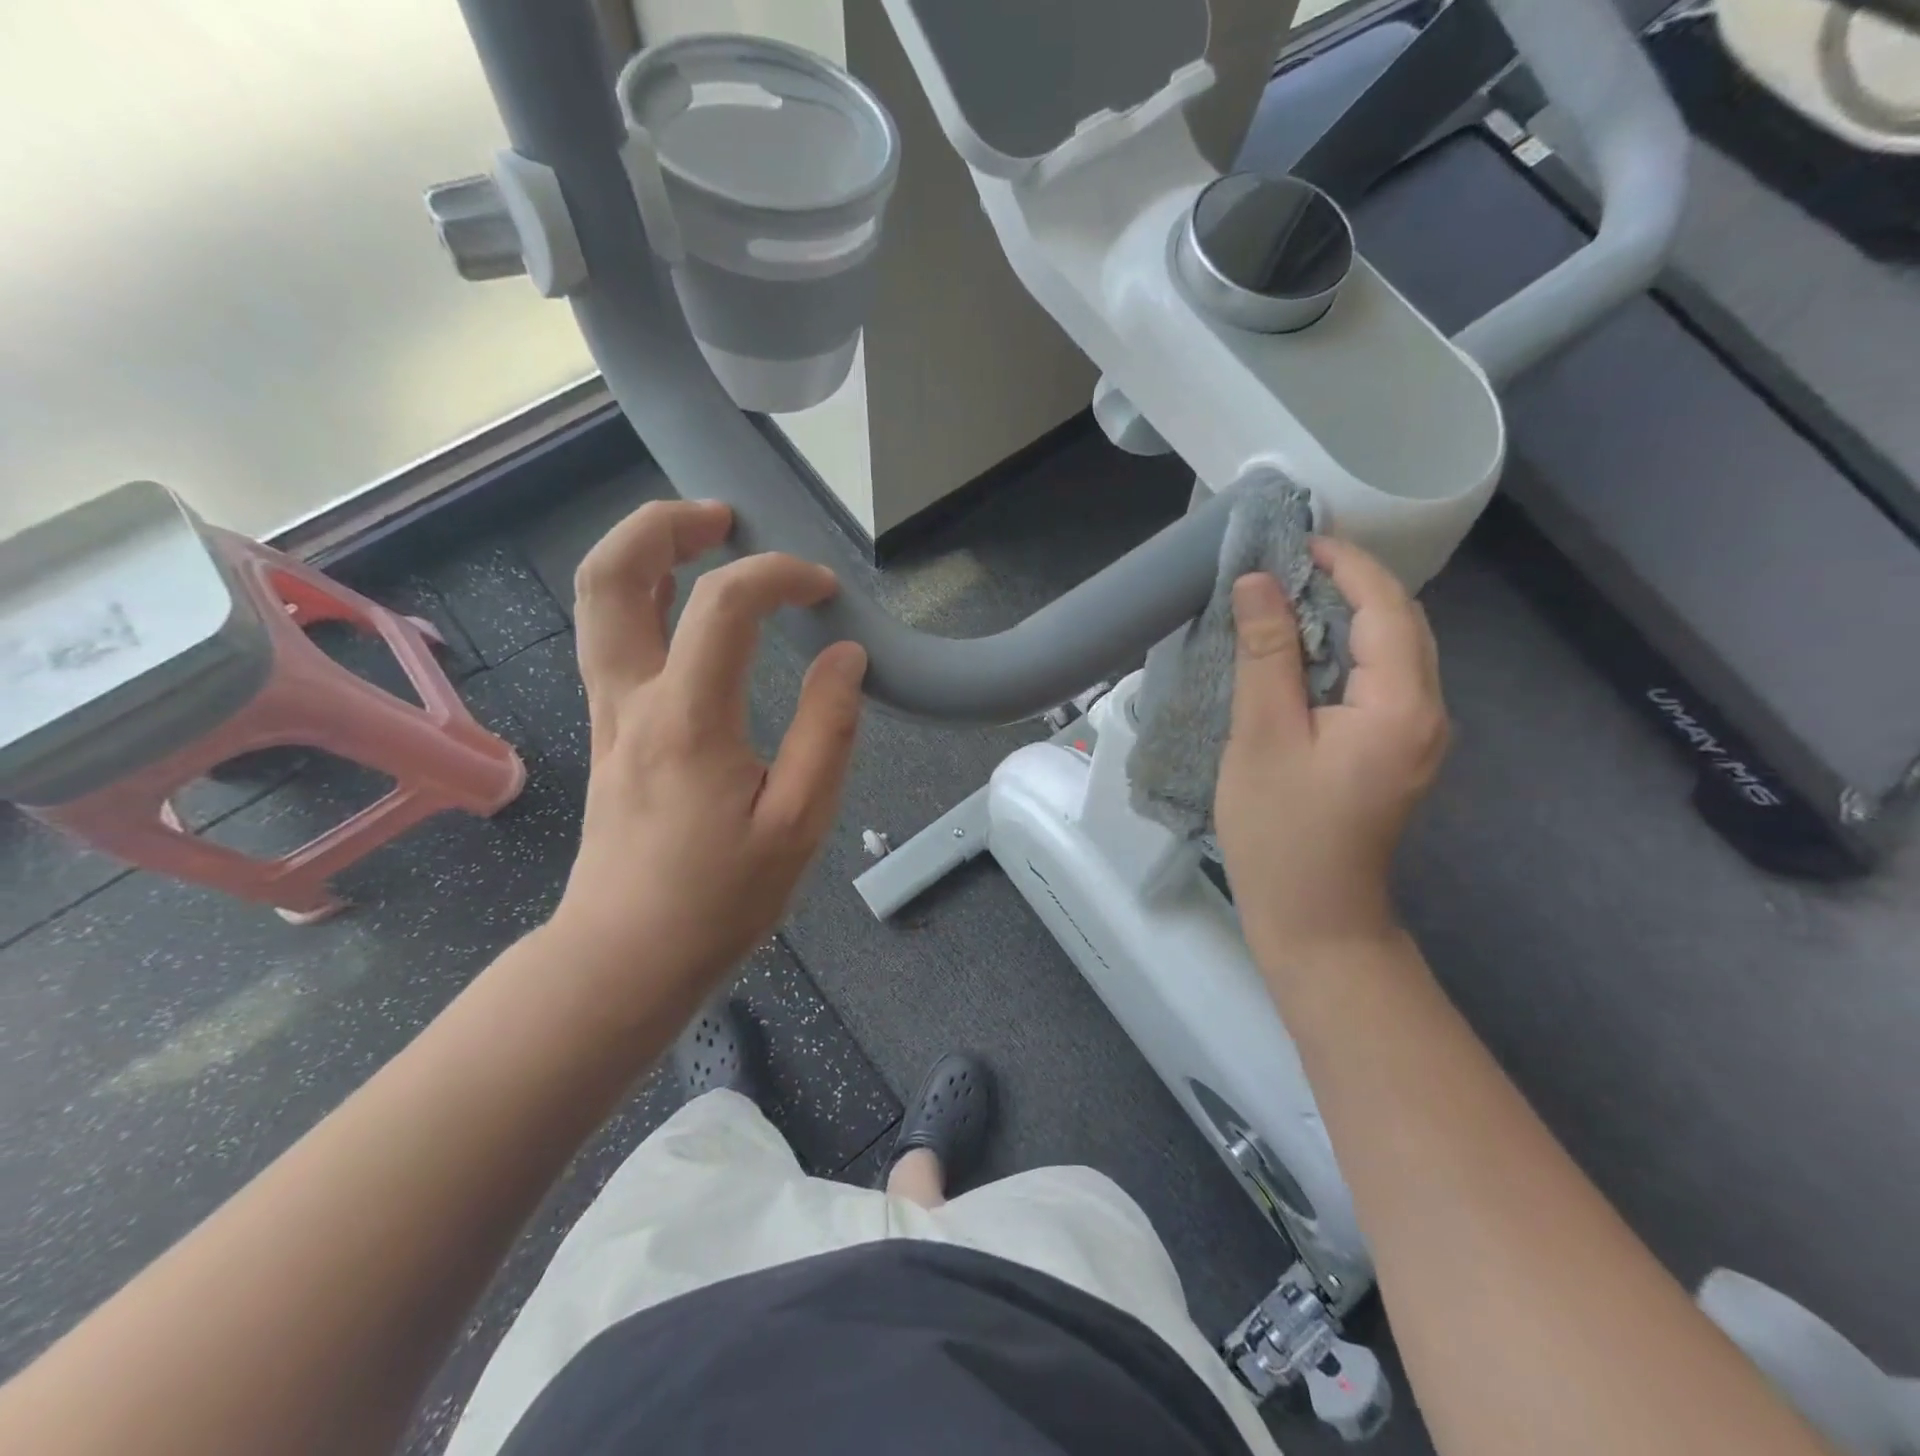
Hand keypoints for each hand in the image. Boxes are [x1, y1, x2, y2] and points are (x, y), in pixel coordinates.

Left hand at [553, 499, 866, 996]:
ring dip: (644, 552)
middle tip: (723, 516)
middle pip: (612, 575)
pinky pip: (610, 638)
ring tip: (703, 539)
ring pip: (597, 602)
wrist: (627, 955)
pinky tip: (686, 607)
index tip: (824, 591)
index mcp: (688, 719)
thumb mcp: (799, 823)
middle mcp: (632, 699)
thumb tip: (845, 658)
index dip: (779, 576)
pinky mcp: (607, 732)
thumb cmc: (720, 898)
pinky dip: (643, 597)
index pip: (725, 604)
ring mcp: (608, 713)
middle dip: (663, 524)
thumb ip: (828, 731)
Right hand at [1214, 536, 1448, 961]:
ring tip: (1288, 598)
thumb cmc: (1281, 833)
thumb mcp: (1262, 737)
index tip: (1294, 539)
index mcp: (1400, 705)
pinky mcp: (1398, 753)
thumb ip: (1266, 654)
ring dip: (1348, 616)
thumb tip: (1258, 582)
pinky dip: (1346, 653)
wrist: (1315, 920)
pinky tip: (1304, 654)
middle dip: (1351, 583)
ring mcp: (1418, 737)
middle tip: (1286, 563)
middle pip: (1400, 624)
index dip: (1345, 564)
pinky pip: (1381, 682)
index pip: (1386, 606)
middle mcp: (1428, 713)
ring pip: (1393, 652)